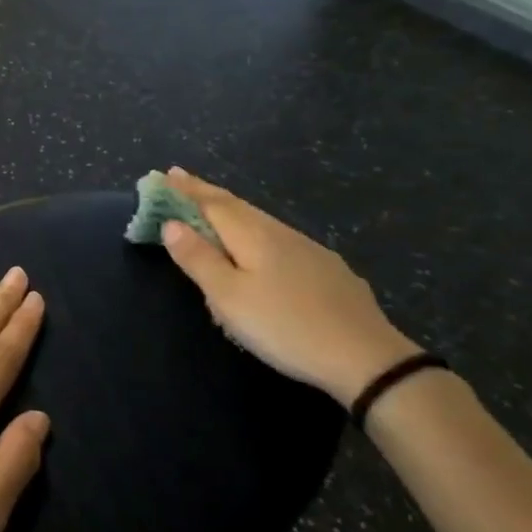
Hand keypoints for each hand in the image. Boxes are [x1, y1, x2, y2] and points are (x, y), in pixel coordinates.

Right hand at [158, 167, 420, 408]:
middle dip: (206, 193)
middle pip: (237, 206)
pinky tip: (261, 248)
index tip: (165, 173)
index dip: (187, 190)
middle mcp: (280, 233)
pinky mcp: (328, 271)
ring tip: (214, 209)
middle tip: (182, 180)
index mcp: (252, 235)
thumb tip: (172, 224)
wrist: (367, 358)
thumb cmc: (284, 326)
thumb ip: (199, 258)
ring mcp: (309, 250)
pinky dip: (256, 233)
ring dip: (232, 211)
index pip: (212, 203)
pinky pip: (279, 240)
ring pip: (260, 222)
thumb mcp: (228, 297)